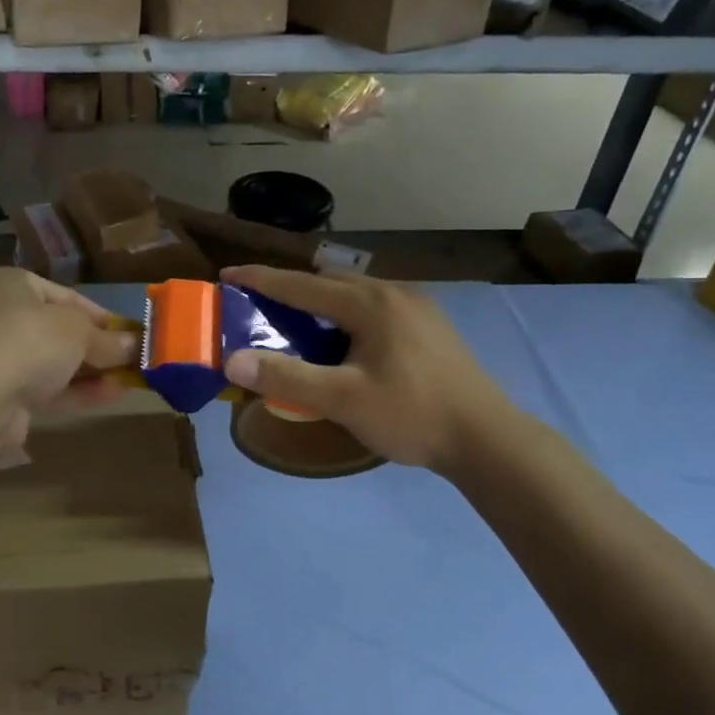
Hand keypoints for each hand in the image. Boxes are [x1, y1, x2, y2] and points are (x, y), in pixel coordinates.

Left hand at [0, 268, 137, 423]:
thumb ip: (108, 339)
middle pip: (59, 331)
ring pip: (55, 363)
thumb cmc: (29, 340)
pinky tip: (115, 395)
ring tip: (133, 379)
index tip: (131, 333)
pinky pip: (48, 389)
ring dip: (93, 371)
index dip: (102, 316)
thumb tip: (135, 345)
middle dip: (99, 347)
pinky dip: (79, 391)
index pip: (65, 296)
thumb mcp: (78, 331)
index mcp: (9, 285)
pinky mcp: (3, 396)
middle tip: (134, 358)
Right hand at [220, 265, 517, 476]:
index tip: (226, 275)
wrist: (487, 438)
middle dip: (290, 289)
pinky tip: (345, 344)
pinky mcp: (430, 327)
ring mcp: (418, 308)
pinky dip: (346, 316)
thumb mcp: (342, 400)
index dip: (260, 280)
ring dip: (321, 303)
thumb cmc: (411, 415)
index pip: (302, 284)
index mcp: (370, 303)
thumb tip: (232, 360)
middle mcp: (393, 293)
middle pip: (330, 282)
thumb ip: (286, 377)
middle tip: (259, 308)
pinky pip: (374, 309)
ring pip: (355, 295)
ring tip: (297, 325)